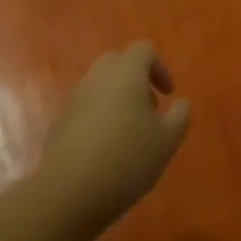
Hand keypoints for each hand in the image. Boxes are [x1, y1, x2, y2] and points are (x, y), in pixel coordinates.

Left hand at [38, 43, 190, 228]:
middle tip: (148, 108)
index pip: (143, 49)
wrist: (71, 191)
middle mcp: (97, 78)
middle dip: (135, 77)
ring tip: (129, 131)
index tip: (168, 94)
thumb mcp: (167, 141)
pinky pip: (84, 105)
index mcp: (126, 75)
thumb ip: (180, 116)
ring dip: (116, 95)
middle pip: (117, 60)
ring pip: (98, 83)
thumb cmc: (128, 160)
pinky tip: (105, 147)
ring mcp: (74, 98)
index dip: (159, 67)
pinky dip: (98, 114)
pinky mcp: (60, 120)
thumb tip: (181, 102)